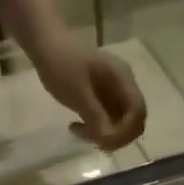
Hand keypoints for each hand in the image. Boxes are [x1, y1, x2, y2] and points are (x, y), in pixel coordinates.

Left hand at [29, 35, 146, 150]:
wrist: (45, 44)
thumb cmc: (61, 64)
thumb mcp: (78, 92)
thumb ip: (95, 116)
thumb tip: (109, 140)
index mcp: (122, 79)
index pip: (138, 112)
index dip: (126, 133)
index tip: (103, 141)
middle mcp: (123, 86)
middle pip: (132, 121)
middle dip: (115, 137)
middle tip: (90, 139)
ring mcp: (113, 92)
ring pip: (120, 124)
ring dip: (103, 135)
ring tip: (78, 131)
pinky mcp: (102, 99)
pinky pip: (107, 121)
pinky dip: (96, 129)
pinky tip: (77, 126)